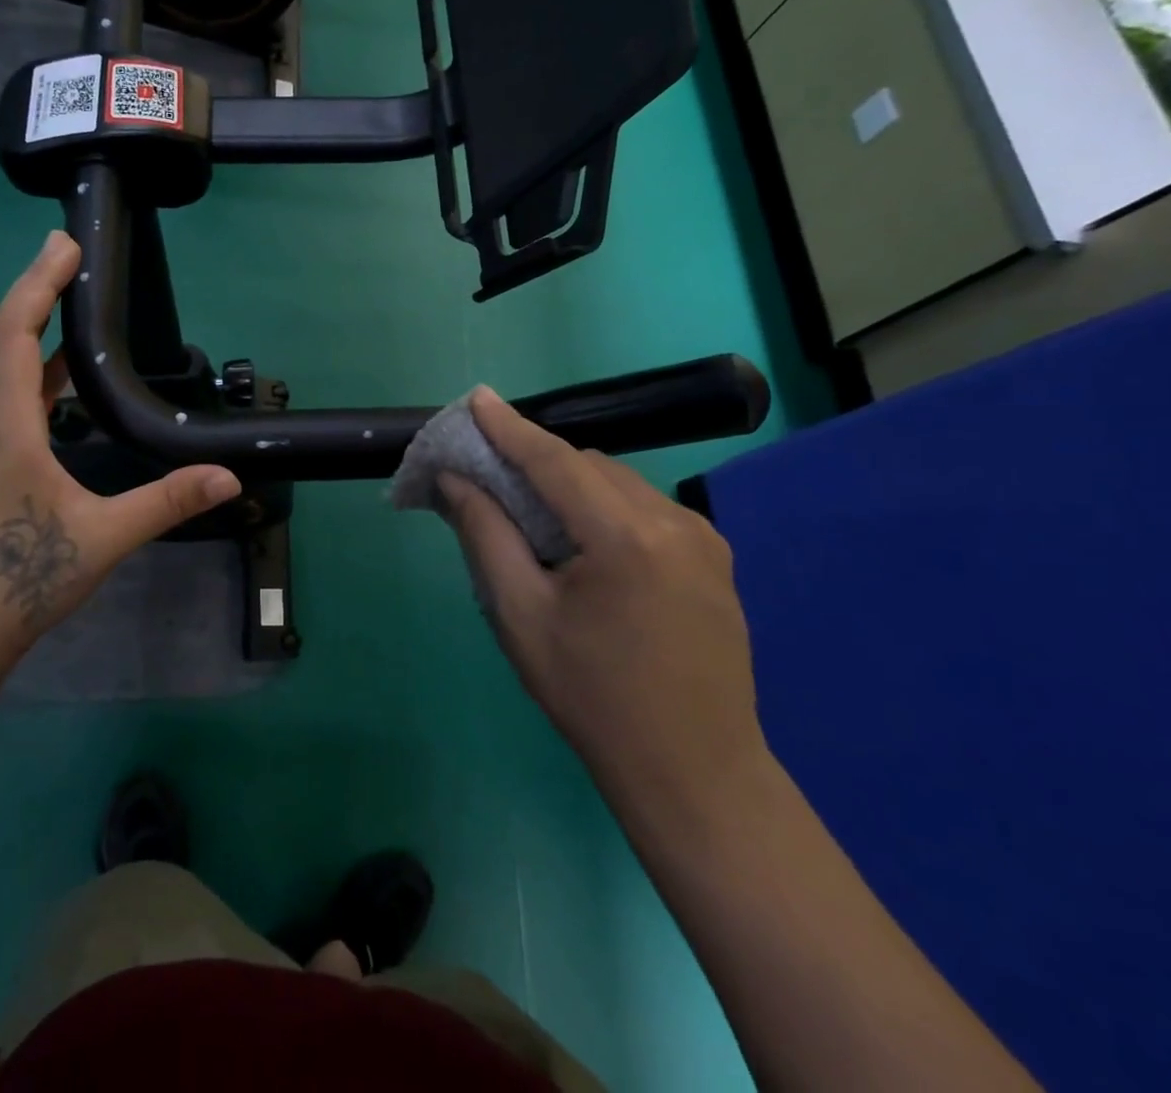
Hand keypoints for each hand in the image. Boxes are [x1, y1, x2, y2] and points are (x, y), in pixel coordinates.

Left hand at [0, 231, 241, 668]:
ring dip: (30, 324)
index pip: (13, 338)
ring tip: (67, 296)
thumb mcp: (104, 539)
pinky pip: (8, 395)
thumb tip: (227, 477)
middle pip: (0, 339)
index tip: (64, 247)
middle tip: (68, 251)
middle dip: (32, 289)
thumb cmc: (24, 580)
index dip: (36, 287)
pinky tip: (62, 373)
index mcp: (8, 431)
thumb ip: (166, 503)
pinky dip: (34, 367)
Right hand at [439, 387, 765, 822]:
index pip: (554, 461)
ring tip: (533, 522)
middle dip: (536, 465)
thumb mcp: (520, 616)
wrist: (694, 773)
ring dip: (571, 488)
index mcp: (626, 537)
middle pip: (588, 467)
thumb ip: (485, 535)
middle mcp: (674, 522)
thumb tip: (455, 479)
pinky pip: (644, 509)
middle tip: (490, 480)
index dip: (510, 428)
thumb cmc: (592, 697)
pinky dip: (604, 509)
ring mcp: (703, 539)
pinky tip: (584, 548)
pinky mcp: (715, 559)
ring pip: (618, 484)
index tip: (476, 398)